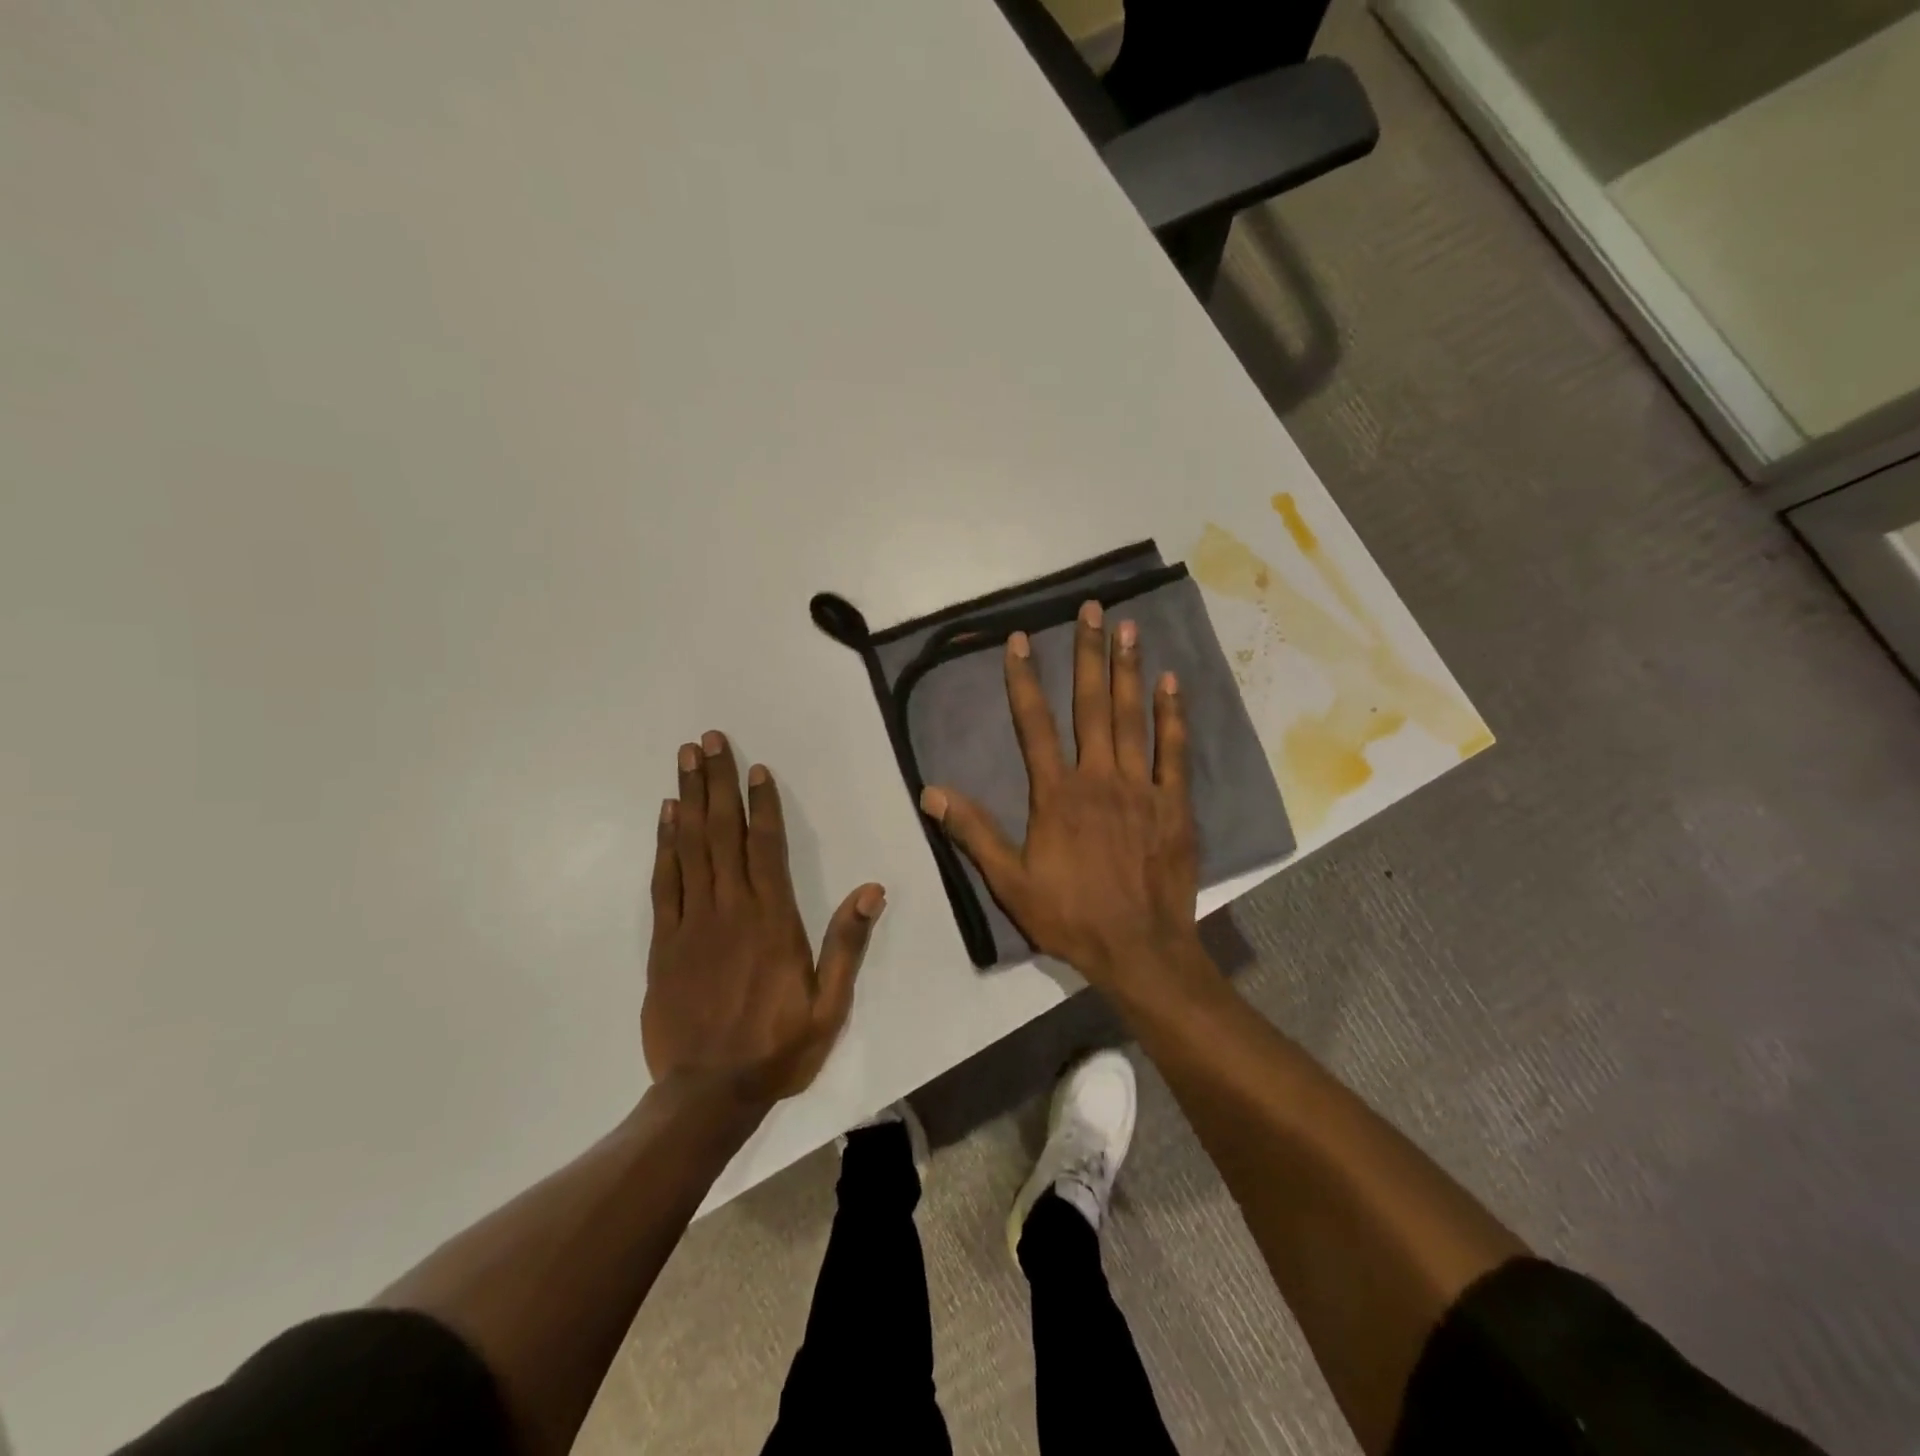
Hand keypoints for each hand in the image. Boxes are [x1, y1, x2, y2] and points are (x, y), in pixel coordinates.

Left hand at [643, 731, 884, 1107]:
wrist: (706, 1095)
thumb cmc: (777, 1047)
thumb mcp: (829, 1005)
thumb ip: (847, 944)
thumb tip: (872, 889)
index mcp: (773, 921)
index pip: (768, 847)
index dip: (762, 804)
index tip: (756, 768)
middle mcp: (731, 909)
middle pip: (722, 833)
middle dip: (716, 782)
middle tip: (708, 740)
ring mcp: (692, 923)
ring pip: (690, 847)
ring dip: (688, 799)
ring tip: (685, 760)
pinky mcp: (664, 942)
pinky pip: (664, 881)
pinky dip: (664, 844)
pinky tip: (665, 816)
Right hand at [920, 601, 1202, 991]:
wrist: (1139, 949)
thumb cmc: (1070, 916)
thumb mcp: (1010, 882)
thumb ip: (974, 833)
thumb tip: (932, 792)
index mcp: (1056, 794)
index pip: (1034, 725)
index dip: (1025, 680)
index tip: (1021, 640)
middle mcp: (1099, 778)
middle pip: (1091, 706)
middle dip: (1089, 654)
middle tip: (1093, 610)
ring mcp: (1141, 788)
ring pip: (1132, 718)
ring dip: (1128, 671)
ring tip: (1129, 628)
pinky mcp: (1174, 804)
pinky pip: (1174, 751)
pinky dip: (1172, 716)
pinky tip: (1171, 682)